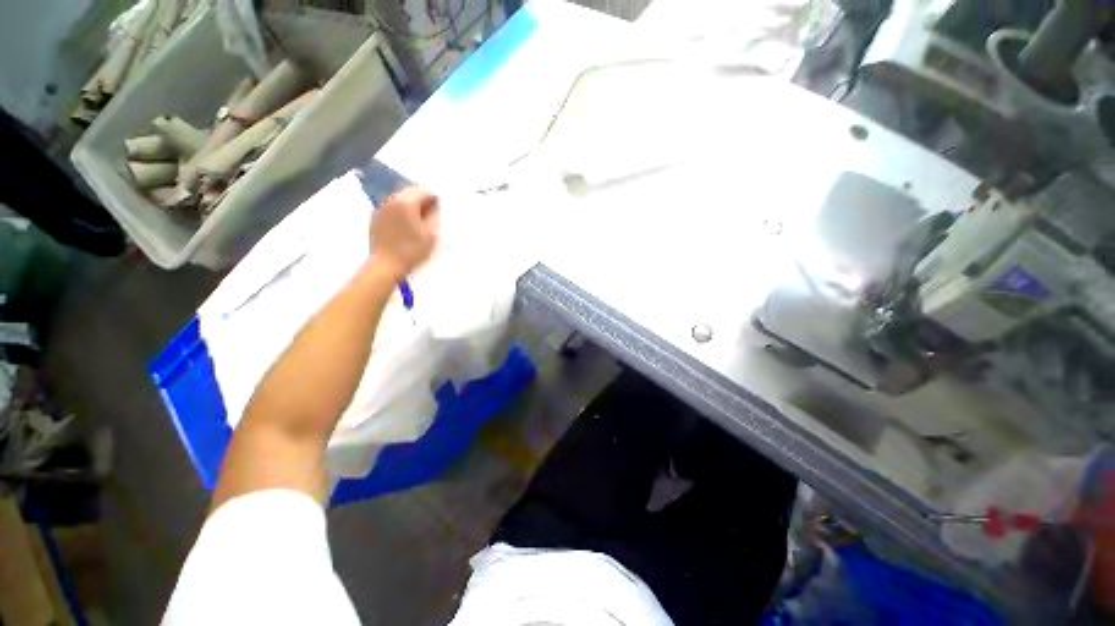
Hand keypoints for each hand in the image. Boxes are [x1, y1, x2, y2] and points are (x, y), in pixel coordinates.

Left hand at [370, 186, 439, 277]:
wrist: (386, 265)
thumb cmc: (412, 250)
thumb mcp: (431, 234)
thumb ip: (435, 216)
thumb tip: (436, 207)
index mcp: (406, 202)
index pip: (424, 191)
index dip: (436, 199)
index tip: (442, 210)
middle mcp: (391, 200)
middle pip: (410, 192)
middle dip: (423, 201)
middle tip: (433, 215)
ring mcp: (381, 208)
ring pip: (400, 200)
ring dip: (412, 207)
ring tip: (420, 222)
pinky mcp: (375, 218)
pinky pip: (392, 209)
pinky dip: (401, 213)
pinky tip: (406, 227)